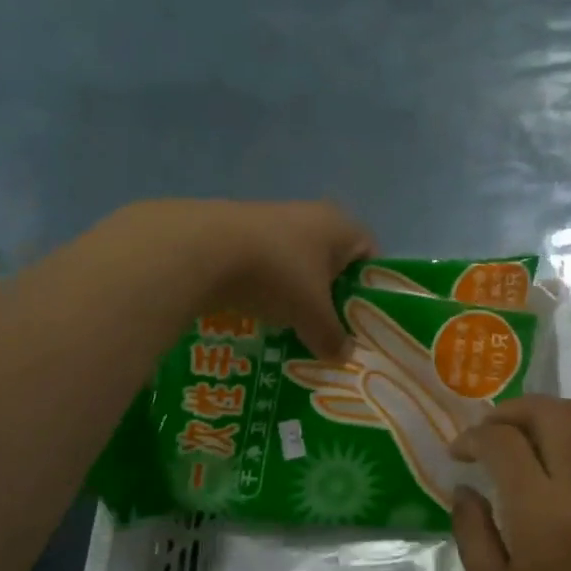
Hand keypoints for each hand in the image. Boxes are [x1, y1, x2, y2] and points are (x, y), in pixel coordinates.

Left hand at [124, 199, 373, 358]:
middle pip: (331, 260)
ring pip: (296, 264)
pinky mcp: (237, 231)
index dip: (370, 288)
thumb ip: (332, 336)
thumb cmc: (277, 274)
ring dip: (295, 293)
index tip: (361, 320)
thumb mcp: (312, 315)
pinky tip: (257, 315)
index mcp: (339, 226)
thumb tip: (344, 355)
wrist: (200, 249)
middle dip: (330, 295)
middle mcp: (310, 215)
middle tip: (328, 330)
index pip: (370, 254)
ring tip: (292, 328)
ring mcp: (271, 219)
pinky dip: (265, 288)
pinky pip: (264, 265)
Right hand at [449, 396, 570, 570]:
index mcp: (541, 512)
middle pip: (548, 413)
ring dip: (556, 410)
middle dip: (509, 411)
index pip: (503, 442)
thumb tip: (465, 486)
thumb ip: (472, 529)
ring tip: (532, 430)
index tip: (458, 453)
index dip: (473, 438)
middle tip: (488, 432)